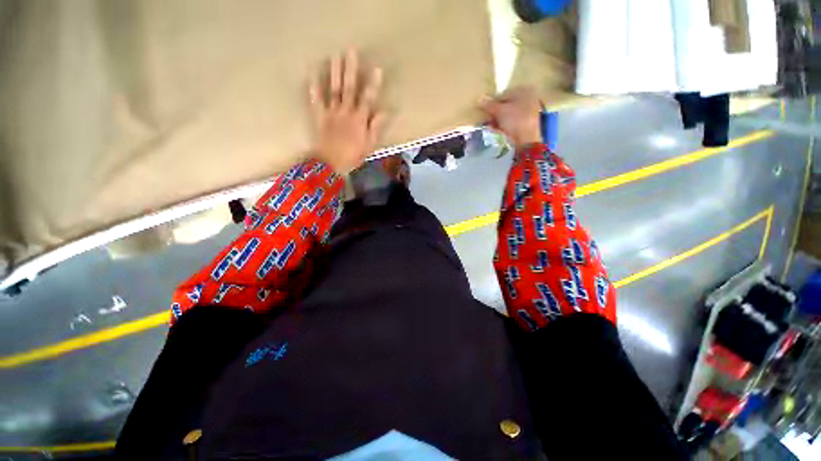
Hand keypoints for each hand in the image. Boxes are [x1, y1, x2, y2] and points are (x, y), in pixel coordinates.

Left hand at [309, 49, 385, 173]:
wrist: (330, 164)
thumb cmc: (352, 156)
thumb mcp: (369, 145)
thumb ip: (375, 127)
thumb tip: (385, 111)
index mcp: (359, 120)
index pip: (368, 99)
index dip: (373, 84)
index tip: (377, 68)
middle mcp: (345, 112)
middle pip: (349, 88)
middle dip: (350, 69)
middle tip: (351, 50)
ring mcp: (331, 112)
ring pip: (333, 89)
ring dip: (334, 72)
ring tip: (335, 55)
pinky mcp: (319, 116)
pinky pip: (316, 100)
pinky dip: (313, 87)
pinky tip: (311, 72)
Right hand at [480, 86, 542, 149]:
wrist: (527, 139)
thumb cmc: (514, 120)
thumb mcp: (499, 111)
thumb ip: (489, 105)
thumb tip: (479, 99)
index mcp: (524, 91)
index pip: (503, 94)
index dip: (492, 102)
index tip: (484, 110)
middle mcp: (528, 98)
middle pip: (506, 104)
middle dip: (494, 112)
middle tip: (485, 119)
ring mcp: (528, 111)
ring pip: (508, 114)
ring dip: (497, 119)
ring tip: (489, 125)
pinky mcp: (526, 123)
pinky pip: (512, 121)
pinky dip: (503, 124)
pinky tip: (496, 129)